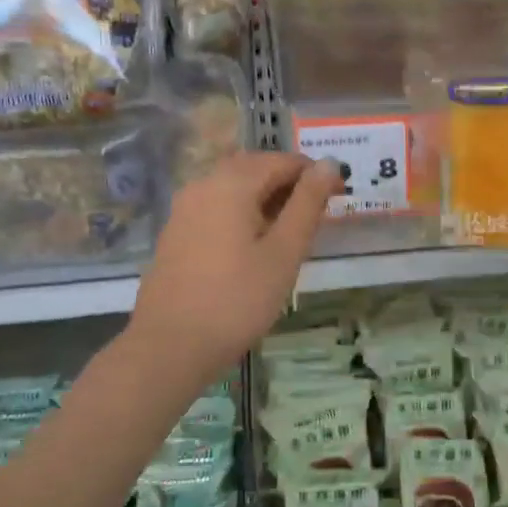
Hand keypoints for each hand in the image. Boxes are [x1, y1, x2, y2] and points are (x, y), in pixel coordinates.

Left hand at [129, 151, 340, 378]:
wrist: (170, 346)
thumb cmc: (237, 299)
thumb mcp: (284, 252)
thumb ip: (307, 204)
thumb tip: (330, 164)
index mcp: (231, 184)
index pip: (281, 160)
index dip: (314, 174)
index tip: (337, 198)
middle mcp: (203, 185)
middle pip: (254, 168)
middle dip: (288, 184)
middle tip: (317, 215)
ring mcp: (184, 209)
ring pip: (233, 188)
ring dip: (265, 199)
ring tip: (290, 233)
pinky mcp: (176, 233)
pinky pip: (216, 207)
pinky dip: (242, 214)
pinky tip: (255, 246)